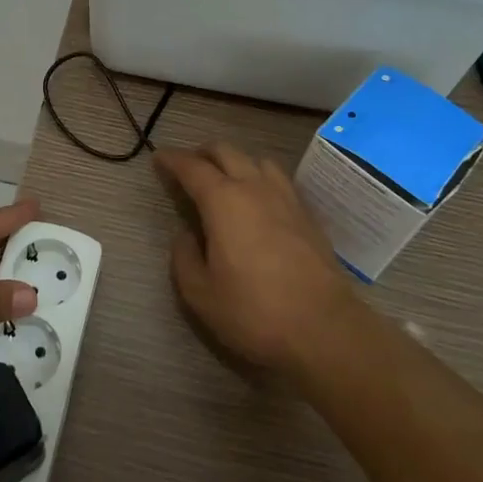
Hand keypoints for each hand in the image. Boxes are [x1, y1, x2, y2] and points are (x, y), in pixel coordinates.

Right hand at [156, 143, 357, 376]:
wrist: (324, 329)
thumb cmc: (254, 312)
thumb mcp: (200, 294)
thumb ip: (184, 258)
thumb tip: (187, 235)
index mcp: (223, 201)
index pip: (192, 167)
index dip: (172, 159)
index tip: (158, 158)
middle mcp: (255, 188)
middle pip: (226, 152)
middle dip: (202, 153)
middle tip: (188, 166)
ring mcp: (286, 198)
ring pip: (257, 160)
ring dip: (236, 162)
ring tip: (225, 179)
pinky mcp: (308, 215)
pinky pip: (279, 180)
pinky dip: (260, 178)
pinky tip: (259, 201)